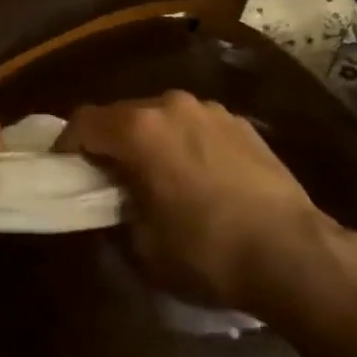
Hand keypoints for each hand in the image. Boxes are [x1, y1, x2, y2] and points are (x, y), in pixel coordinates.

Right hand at [59, 92, 334, 316]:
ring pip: (164, 117)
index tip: (65, 167)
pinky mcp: (240, 122)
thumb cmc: (207, 251)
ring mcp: (209, 109)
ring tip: (162, 177)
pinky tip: (203, 179)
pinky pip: (197, 125)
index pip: (84, 120)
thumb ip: (119, 213)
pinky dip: (187, 143)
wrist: (291, 251)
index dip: (68, 143)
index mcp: (139, 129)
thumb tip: (117, 202)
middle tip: (112, 177)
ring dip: (153, 140)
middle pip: (125, 114)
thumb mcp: (145, 246)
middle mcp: (171, 105)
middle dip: (112, 141)